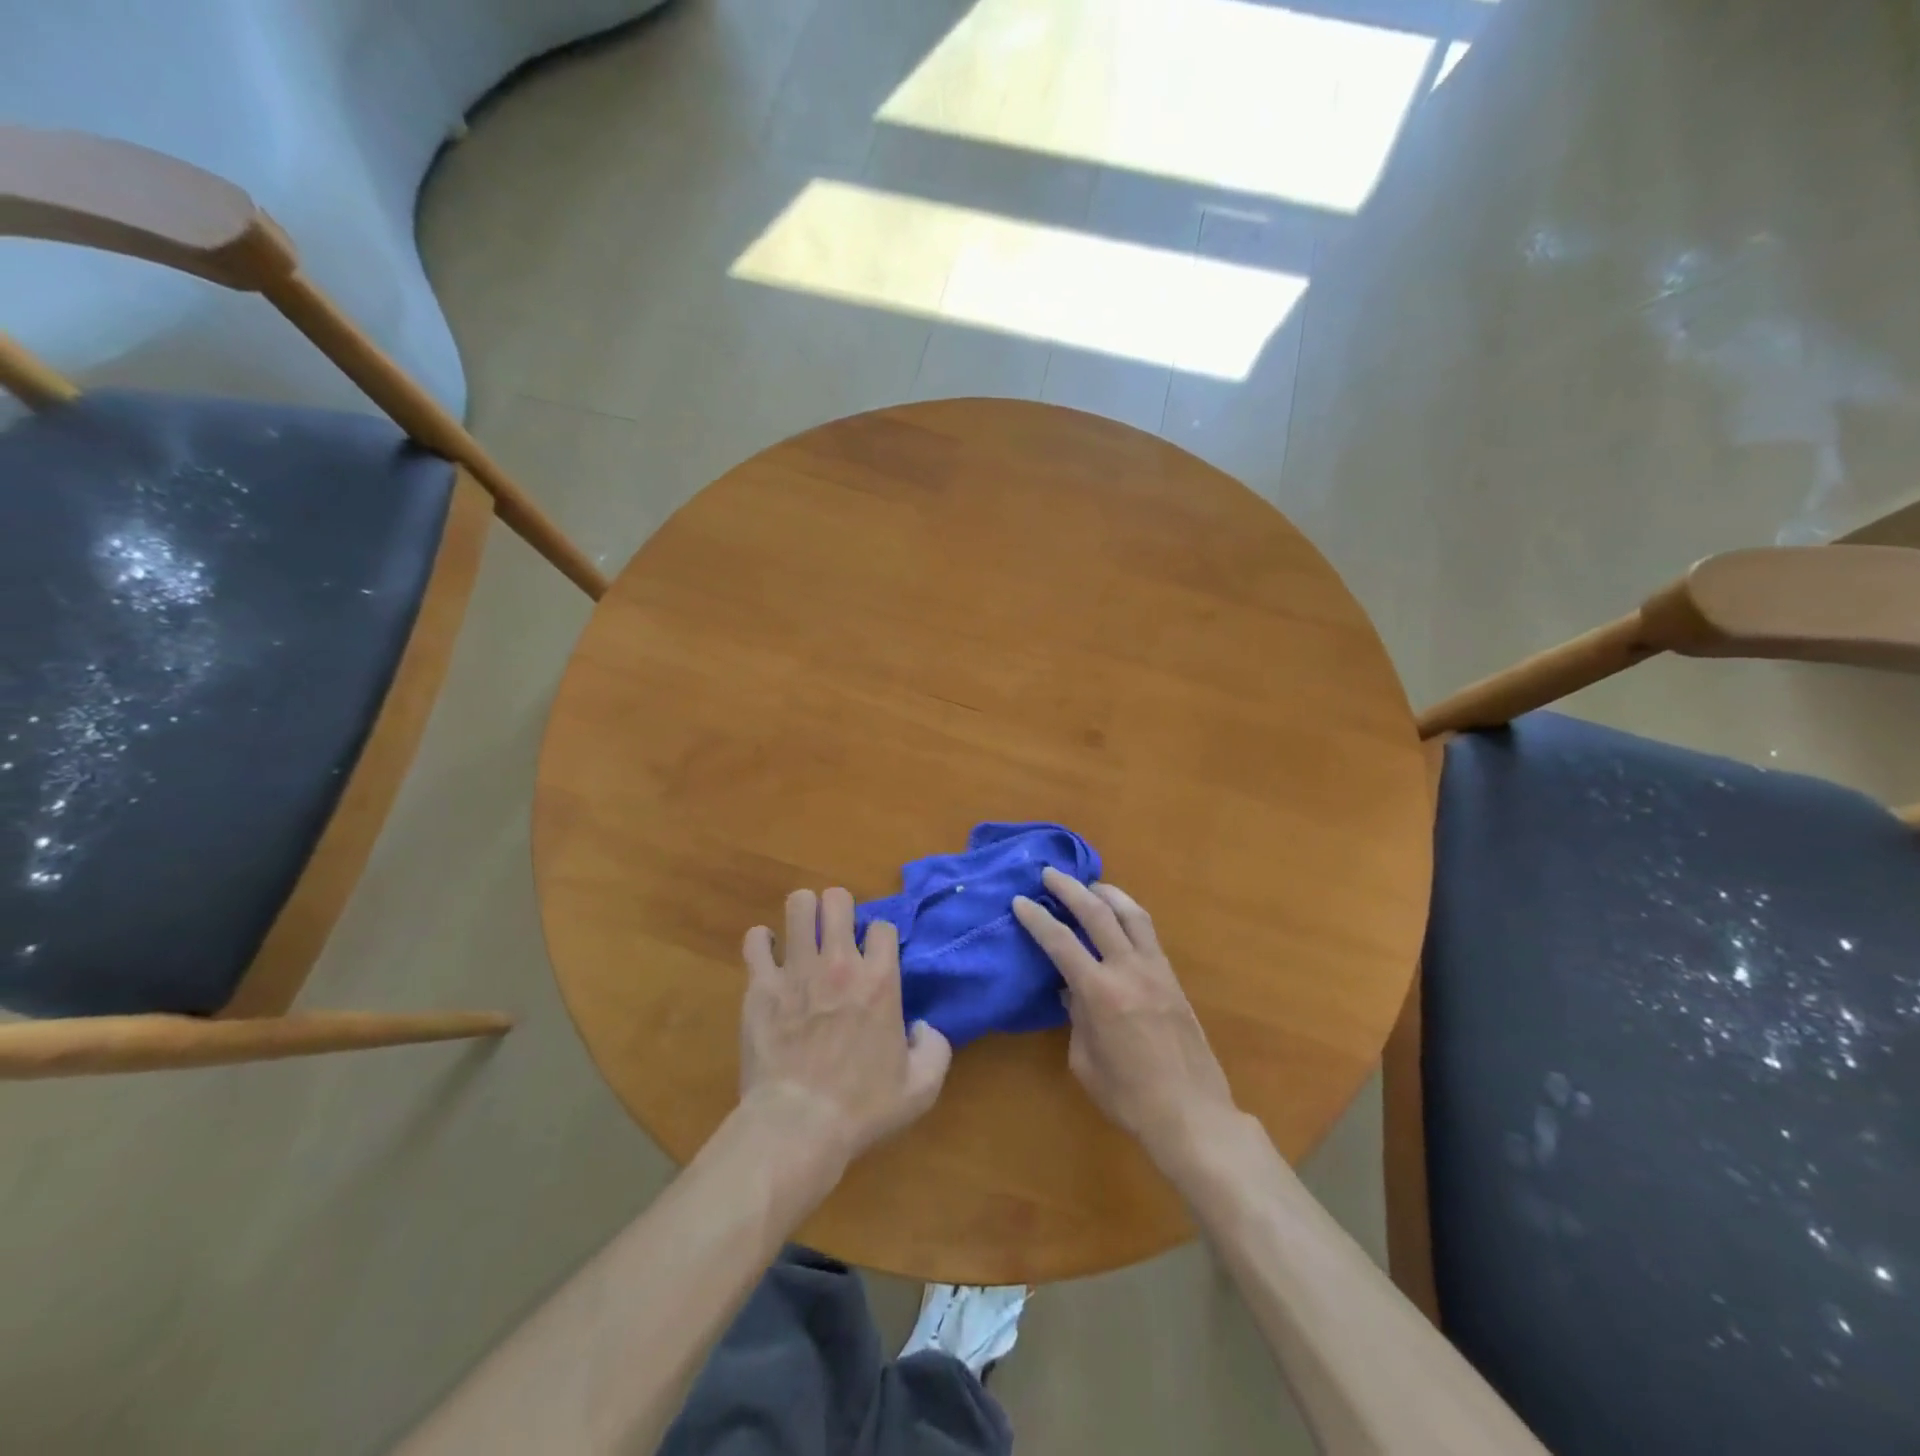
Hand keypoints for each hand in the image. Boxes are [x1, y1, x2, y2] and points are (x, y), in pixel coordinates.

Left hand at [740, 887, 952, 1171]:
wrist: (797, 1126)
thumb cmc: (861, 1108)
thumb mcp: (921, 1088)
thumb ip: (935, 1049)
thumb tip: (923, 1027)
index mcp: (879, 980)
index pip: (883, 926)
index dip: (880, 937)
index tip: (874, 955)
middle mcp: (838, 963)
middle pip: (837, 900)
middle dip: (839, 909)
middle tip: (836, 933)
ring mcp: (796, 970)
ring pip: (798, 905)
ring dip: (803, 914)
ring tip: (803, 933)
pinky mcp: (760, 985)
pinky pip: (756, 940)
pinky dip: (762, 942)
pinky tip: (768, 956)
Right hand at [1013, 869, 1238, 1166]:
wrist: (1192, 1114)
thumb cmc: (1128, 1097)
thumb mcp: (1084, 1061)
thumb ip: (1075, 1018)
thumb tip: (1070, 990)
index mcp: (1099, 992)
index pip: (1060, 942)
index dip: (1036, 918)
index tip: (1019, 900)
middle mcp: (1128, 969)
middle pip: (1097, 913)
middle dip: (1070, 889)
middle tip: (1050, 873)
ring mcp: (1156, 970)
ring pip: (1131, 914)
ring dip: (1107, 893)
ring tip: (1090, 884)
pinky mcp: (1173, 978)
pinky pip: (1149, 933)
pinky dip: (1129, 914)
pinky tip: (1120, 916)